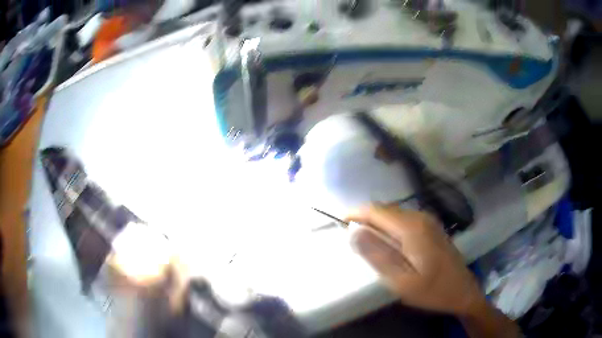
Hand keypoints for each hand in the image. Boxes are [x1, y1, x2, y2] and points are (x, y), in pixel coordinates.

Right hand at [347, 205, 520, 337]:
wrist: (463, 292)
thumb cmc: (432, 290)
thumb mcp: (401, 280)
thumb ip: (377, 255)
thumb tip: (354, 232)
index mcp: (411, 227)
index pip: (376, 210)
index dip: (355, 214)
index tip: (339, 224)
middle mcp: (420, 217)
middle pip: (385, 209)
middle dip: (365, 218)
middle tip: (350, 237)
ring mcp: (428, 221)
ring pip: (394, 214)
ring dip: (377, 223)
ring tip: (364, 241)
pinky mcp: (431, 228)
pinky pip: (404, 220)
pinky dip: (389, 227)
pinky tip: (387, 243)